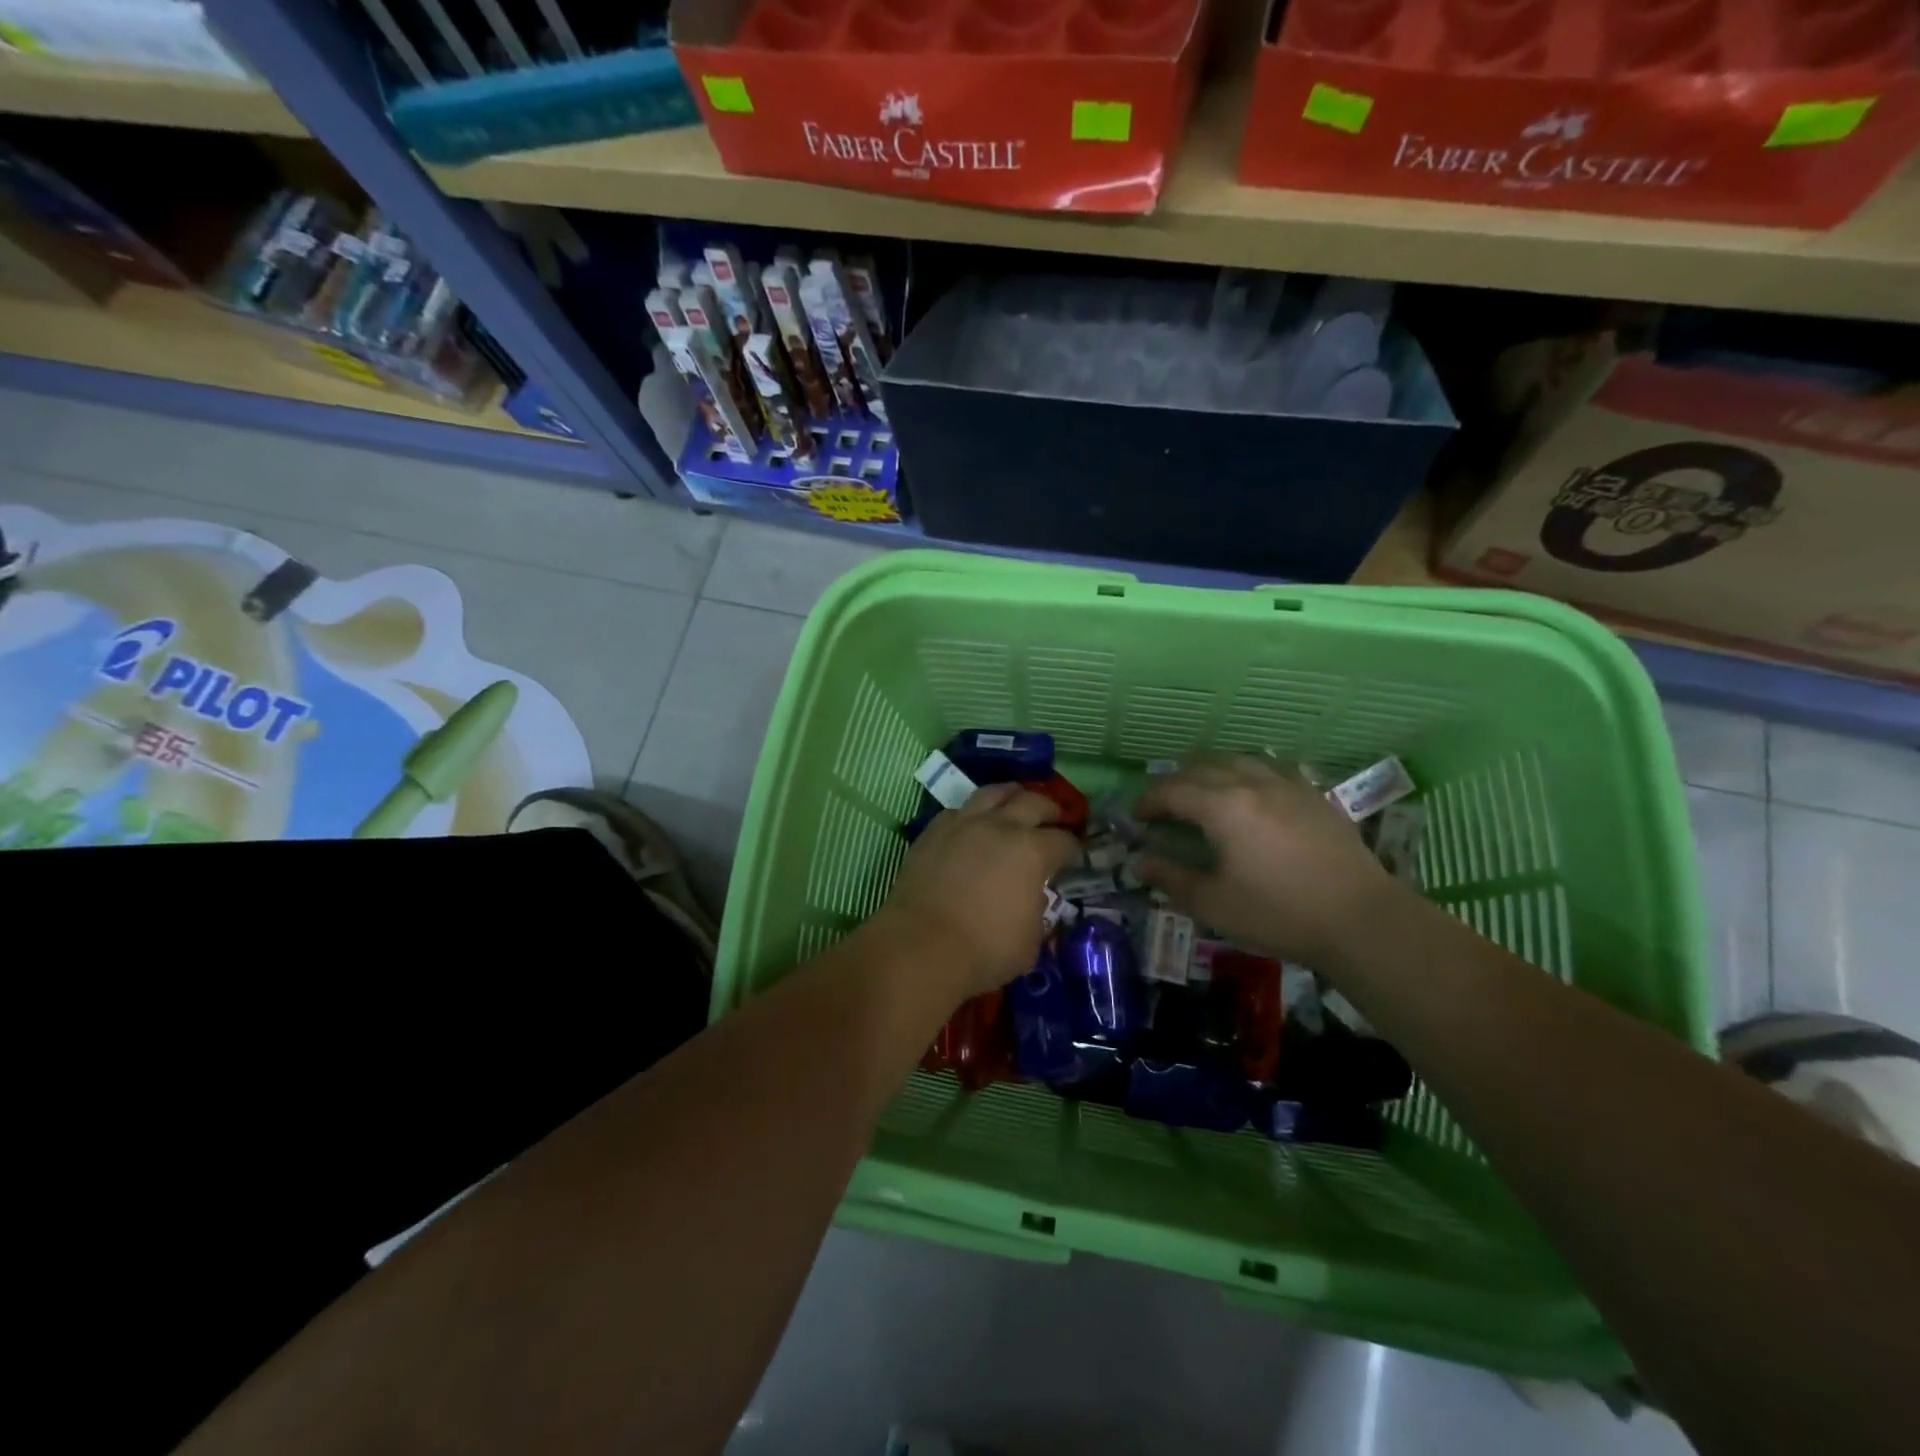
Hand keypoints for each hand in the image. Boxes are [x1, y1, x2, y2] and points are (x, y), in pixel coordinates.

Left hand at [878, 784, 1080, 1001]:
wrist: (921, 946)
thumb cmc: (985, 950)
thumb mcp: (1031, 940)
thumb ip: (1037, 910)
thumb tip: (1033, 897)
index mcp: (1033, 851)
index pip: (1064, 841)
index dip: (1074, 847)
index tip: (1074, 854)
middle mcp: (1001, 826)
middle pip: (1034, 802)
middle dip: (1050, 810)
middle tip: (1055, 819)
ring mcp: (964, 823)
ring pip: (994, 793)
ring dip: (1012, 795)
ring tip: (1017, 800)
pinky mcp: (933, 831)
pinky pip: (959, 810)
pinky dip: (974, 812)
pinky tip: (974, 822)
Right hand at [1135, 754, 1400, 965]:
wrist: (1360, 919)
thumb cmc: (1278, 913)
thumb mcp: (1214, 903)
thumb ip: (1171, 877)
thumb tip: (1140, 861)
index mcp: (1222, 806)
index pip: (1172, 790)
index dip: (1149, 800)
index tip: (1137, 817)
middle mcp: (1252, 783)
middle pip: (1202, 766)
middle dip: (1176, 781)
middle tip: (1165, 806)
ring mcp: (1288, 784)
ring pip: (1238, 759)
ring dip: (1211, 771)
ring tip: (1204, 792)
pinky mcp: (1314, 794)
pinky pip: (1271, 768)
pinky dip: (1247, 773)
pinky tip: (1252, 793)